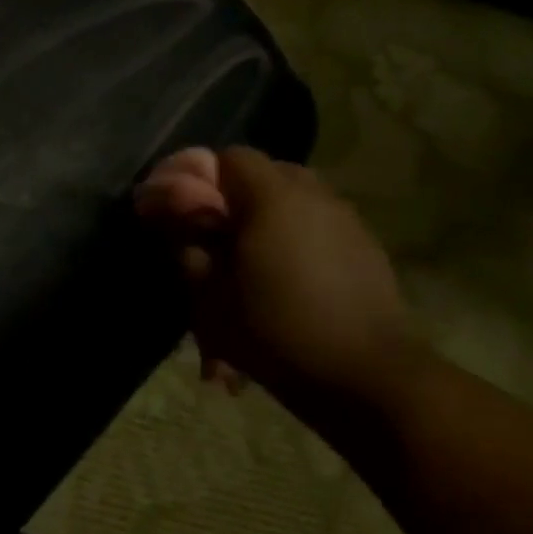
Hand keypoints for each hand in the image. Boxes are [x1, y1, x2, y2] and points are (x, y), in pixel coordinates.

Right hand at [134, 147, 423, 408]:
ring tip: (248, 265)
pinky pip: (317, 227)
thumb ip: (186, 244)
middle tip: (211, 239)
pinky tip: (283, 282)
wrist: (365, 376)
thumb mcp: (209, 294)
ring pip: (293, 201)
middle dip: (232, 198)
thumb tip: (167, 213)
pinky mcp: (365, 249)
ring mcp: (346, 221)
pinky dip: (293, 240)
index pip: (230, 157)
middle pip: (265, 174)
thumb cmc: (274, 331)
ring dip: (265, 220)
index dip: (200, 178)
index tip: (182, 212)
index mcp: (273, 198)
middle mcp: (315, 196)